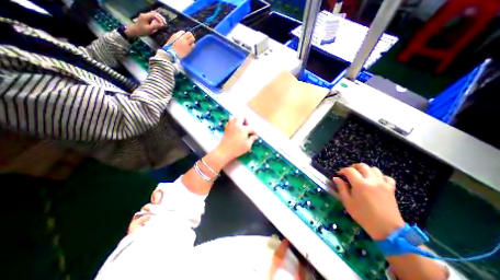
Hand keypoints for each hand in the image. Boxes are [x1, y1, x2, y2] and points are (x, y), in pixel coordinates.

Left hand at [124, 11, 166, 37]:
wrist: (135, 31)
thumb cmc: (142, 31)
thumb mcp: (149, 29)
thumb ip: (155, 26)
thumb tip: (162, 25)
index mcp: (145, 16)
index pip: (154, 15)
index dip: (160, 19)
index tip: (164, 25)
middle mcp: (145, 14)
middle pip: (154, 13)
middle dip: (160, 18)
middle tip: (165, 23)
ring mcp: (145, 16)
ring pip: (153, 14)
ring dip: (159, 18)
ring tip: (163, 23)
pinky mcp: (146, 18)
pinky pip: (152, 16)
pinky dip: (157, 19)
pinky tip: (159, 22)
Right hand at [166, 31, 193, 57]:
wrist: (172, 55)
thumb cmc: (170, 48)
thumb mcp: (171, 40)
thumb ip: (176, 37)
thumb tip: (181, 37)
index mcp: (176, 35)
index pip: (183, 32)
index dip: (184, 34)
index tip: (184, 37)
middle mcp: (182, 38)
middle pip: (189, 33)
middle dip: (190, 36)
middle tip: (190, 39)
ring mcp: (186, 43)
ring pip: (192, 38)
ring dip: (192, 40)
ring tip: (191, 43)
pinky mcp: (189, 49)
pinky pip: (193, 45)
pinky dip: (193, 45)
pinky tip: (191, 47)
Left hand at [213, 117, 257, 164]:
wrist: (224, 151)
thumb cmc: (237, 149)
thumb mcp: (247, 146)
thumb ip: (252, 139)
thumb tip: (255, 136)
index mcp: (243, 129)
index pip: (251, 128)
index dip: (254, 132)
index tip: (255, 136)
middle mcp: (236, 125)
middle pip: (242, 117)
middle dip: (246, 121)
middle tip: (248, 127)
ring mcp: (230, 126)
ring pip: (235, 117)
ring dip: (239, 120)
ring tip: (241, 126)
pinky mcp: (226, 128)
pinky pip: (230, 121)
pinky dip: (233, 122)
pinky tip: (235, 128)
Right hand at [331, 164, 404, 240]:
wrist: (386, 228)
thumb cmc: (363, 215)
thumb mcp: (347, 202)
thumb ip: (341, 188)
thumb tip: (336, 178)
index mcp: (360, 184)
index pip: (349, 170)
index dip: (342, 170)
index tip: (339, 174)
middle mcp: (371, 180)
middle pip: (362, 166)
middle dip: (354, 167)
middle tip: (349, 173)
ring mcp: (383, 183)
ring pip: (374, 169)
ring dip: (366, 170)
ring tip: (361, 175)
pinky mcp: (391, 189)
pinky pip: (386, 177)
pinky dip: (380, 176)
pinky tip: (375, 181)